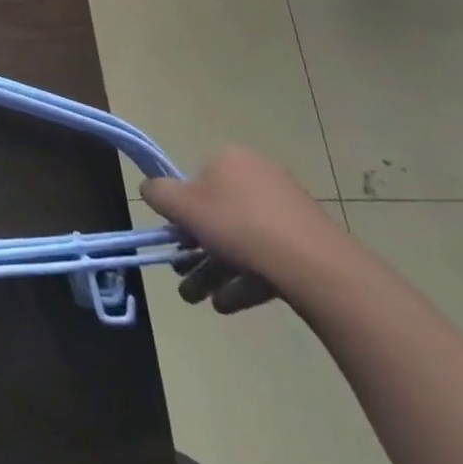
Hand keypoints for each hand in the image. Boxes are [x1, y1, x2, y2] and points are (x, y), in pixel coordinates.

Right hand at [141, 147, 345, 312]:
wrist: (314, 266)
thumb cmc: (239, 225)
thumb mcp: (184, 206)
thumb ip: (159, 193)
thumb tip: (148, 188)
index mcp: (230, 159)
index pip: (197, 181)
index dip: (183, 212)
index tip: (176, 241)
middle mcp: (258, 176)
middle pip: (218, 214)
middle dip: (197, 249)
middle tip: (184, 277)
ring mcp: (286, 210)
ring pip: (241, 239)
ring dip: (216, 269)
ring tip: (200, 300)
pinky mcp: (306, 242)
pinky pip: (266, 256)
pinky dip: (245, 279)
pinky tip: (228, 304)